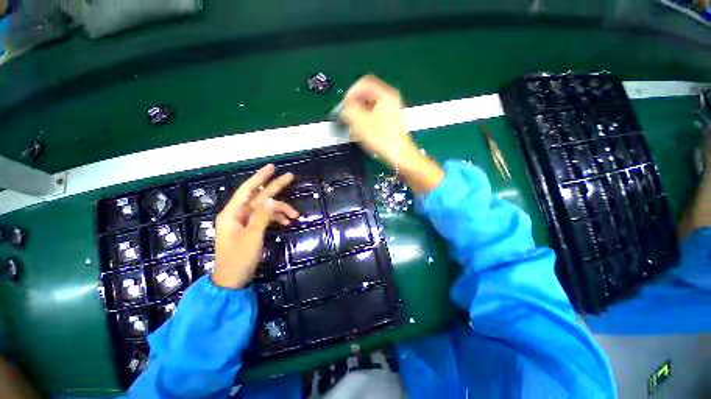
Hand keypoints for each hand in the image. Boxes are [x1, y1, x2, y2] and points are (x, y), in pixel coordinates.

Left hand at [212, 164, 298, 288]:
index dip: (260, 177)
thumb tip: (271, 199)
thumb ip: (262, 216)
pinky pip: (266, 218)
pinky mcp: (252, 229)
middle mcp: (239, 214)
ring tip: (295, 216)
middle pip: (260, 196)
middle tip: (291, 177)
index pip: (248, 189)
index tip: (272, 167)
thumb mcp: (252, 236)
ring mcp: (246, 222)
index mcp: (233, 213)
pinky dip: (277, 218)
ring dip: (281, 210)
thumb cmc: (238, 259)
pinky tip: (286, 223)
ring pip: (266, 208)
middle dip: (275, 187)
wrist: (232, 281)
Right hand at [341, 75, 416, 167]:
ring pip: (370, 105)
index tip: (344, 106)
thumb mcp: (361, 123)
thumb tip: (345, 107)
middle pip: (367, 93)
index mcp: (385, 95)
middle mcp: (390, 99)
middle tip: (347, 115)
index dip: (350, 93)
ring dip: (359, 112)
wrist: (400, 155)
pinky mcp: (390, 121)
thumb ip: (349, 110)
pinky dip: (365, 119)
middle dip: (354, 104)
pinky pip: (374, 114)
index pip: (364, 83)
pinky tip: (362, 130)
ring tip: (354, 125)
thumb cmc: (383, 140)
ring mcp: (391, 110)